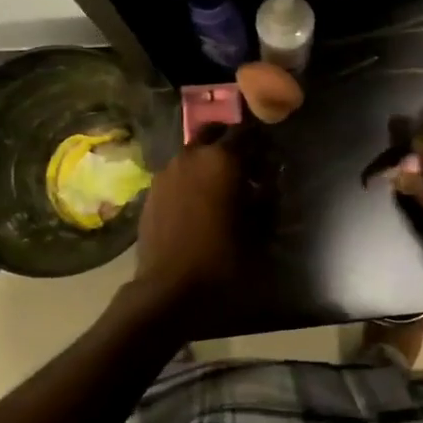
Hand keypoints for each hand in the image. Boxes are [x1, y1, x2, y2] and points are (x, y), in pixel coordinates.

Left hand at [133, 124, 252, 303]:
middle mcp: (192, 155)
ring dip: (208, 162)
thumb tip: (271, 179)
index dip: (262, 144)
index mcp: (222, 158)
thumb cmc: (223, 258)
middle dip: (230, 145)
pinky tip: (198, 203)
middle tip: (245, 168)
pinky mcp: (151, 191)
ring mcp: (167, 171)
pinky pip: (177, 175)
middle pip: (215, 134)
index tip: (270, 159)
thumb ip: (268, 196)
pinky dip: (190, 180)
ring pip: (193, 154)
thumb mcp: (260, 228)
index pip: (248, 133)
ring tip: (221, 188)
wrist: (169, 289)